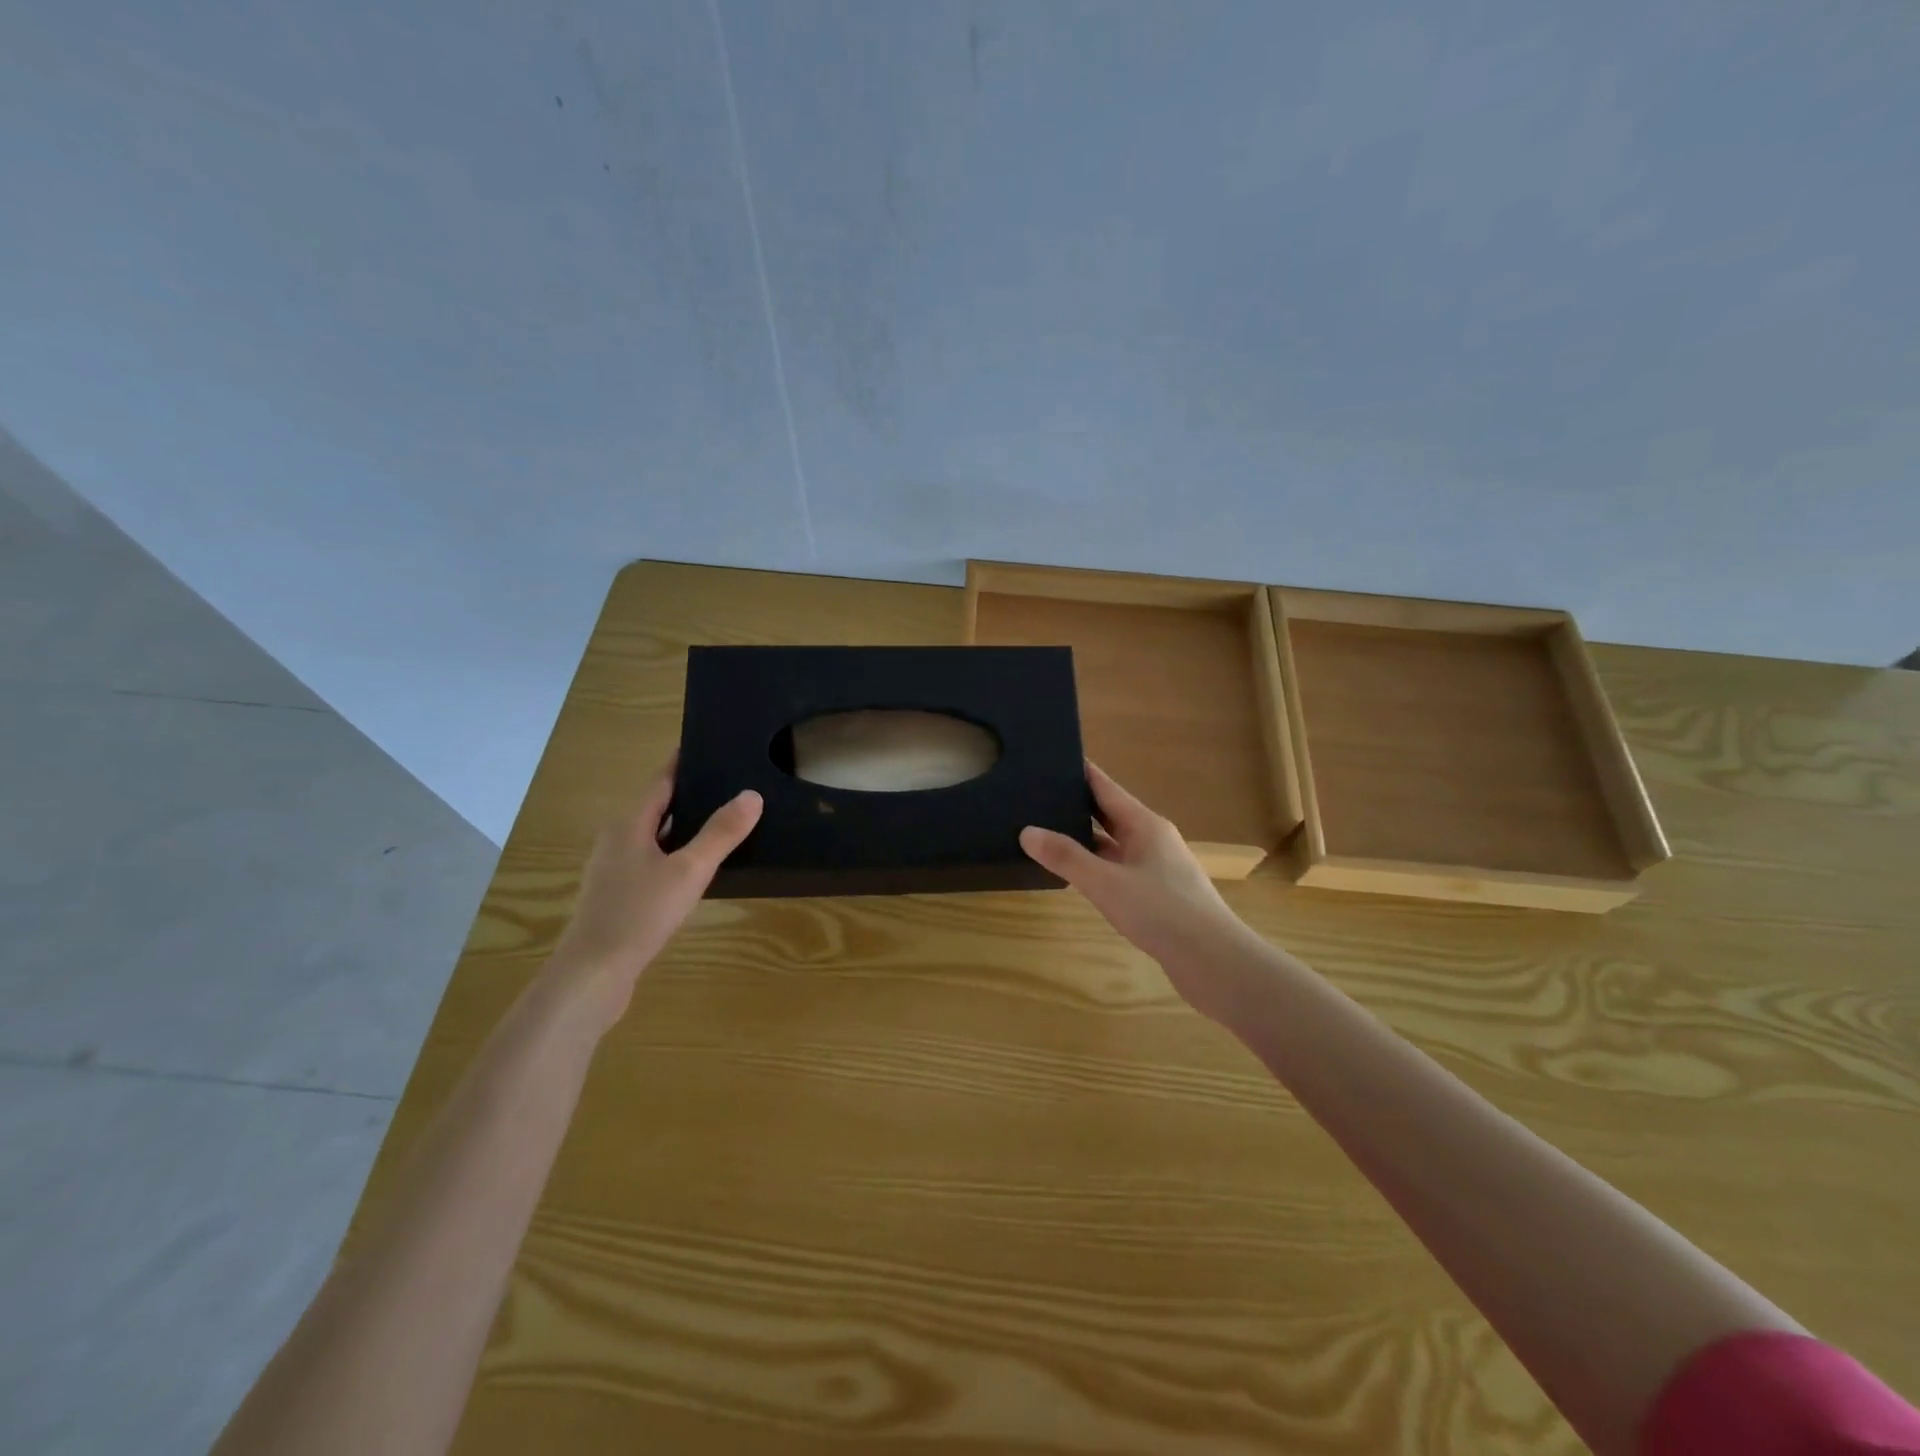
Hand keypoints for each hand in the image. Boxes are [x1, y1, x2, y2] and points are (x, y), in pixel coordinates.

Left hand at [549, 760, 761, 1029]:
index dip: (683, 764)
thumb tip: (751, 794)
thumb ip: (721, 833)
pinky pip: (651, 864)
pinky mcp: (616, 898)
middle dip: (689, 796)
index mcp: (629, 825)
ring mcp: (613, 871)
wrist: (592, 975)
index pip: (661, 782)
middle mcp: (616, 841)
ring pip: (654, 838)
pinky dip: (674, 857)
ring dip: (683, 829)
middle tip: (729, 786)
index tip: (708, 747)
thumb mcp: (690, 870)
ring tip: (721, 825)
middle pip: (656, 809)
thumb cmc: (640, 914)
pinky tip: (696, 872)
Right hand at [1020, 762, 1256, 1022]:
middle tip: (1037, 796)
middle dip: (1077, 804)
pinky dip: (1096, 866)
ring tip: (1047, 832)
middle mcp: (1153, 840)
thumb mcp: (1105, 882)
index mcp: (1145, 825)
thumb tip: (1027, 831)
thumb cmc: (1161, 912)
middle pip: (1110, 813)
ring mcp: (1157, 868)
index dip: (1080, 772)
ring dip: (1085, 839)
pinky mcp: (1158, 896)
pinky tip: (1076, 875)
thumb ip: (1066, 857)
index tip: (1051, 758)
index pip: (1106, 787)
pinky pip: (1119, 869)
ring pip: (1114, 844)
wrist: (1213, 962)